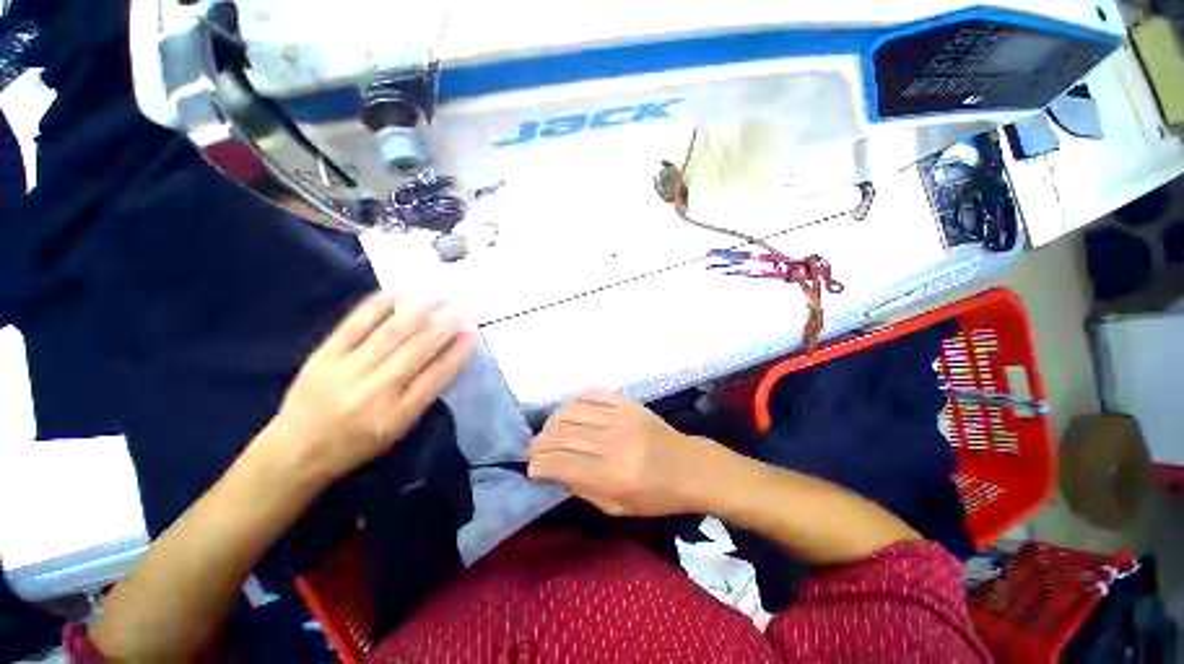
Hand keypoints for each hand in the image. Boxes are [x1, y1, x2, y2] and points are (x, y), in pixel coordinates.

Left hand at [263, 292, 476, 482]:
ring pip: (391, 333)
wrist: (296, 452)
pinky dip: (378, 307)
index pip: (437, 375)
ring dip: (419, 311)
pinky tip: (397, 294)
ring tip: (438, 297)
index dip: (458, 351)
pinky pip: (354, 325)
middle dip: (444, 327)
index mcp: (397, 414)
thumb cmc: (356, 445)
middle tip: (460, 311)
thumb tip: (445, 359)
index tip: (472, 333)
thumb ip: (422, 396)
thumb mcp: (397, 430)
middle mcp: (375, 390)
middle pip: (418, 350)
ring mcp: (347, 370)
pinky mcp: (323, 357)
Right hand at [527, 388, 726, 516]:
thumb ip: (581, 488)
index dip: (538, 465)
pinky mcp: (626, 402)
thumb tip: (553, 470)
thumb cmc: (655, 495)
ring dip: (552, 422)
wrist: (689, 466)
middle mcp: (611, 442)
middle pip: (560, 434)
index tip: (532, 468)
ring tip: (549, 432)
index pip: (559, 463)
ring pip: (570, 411)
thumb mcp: (616, 507)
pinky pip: (591, 394)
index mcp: (610, 475)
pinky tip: (570, 412)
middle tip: (535, 450)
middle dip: (539, 443)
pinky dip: (574, 402)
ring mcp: (619, 417)